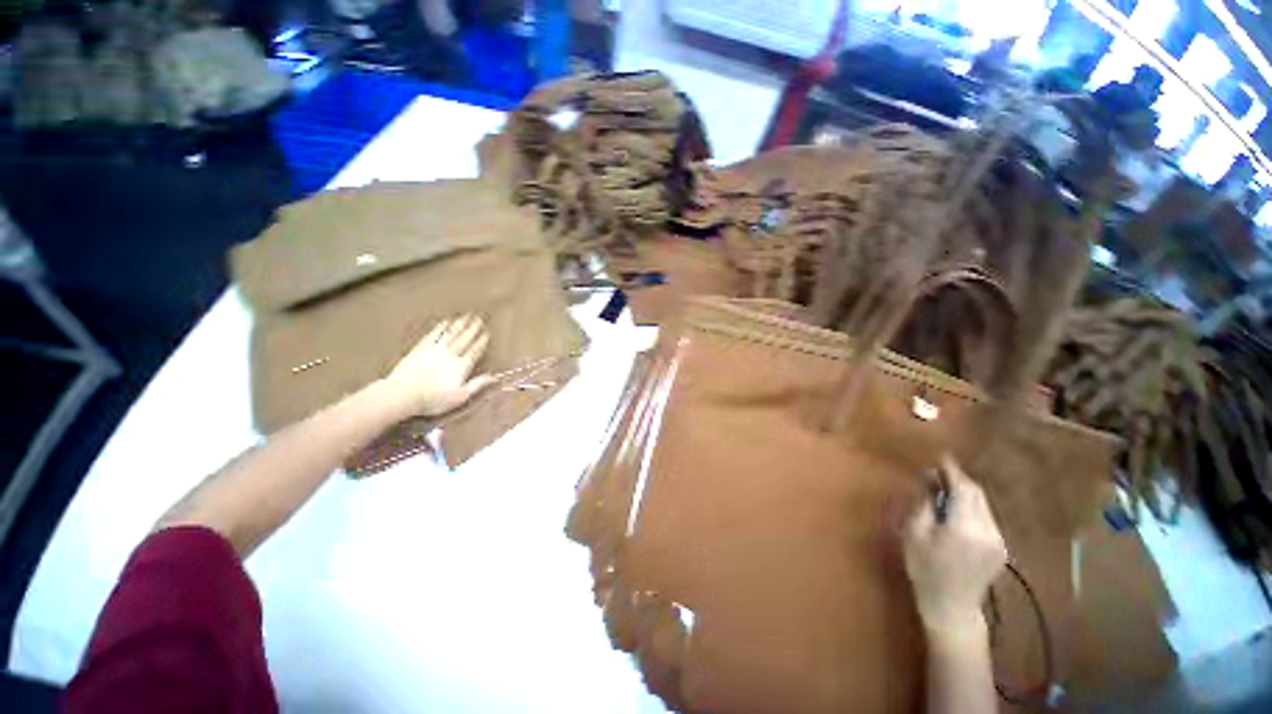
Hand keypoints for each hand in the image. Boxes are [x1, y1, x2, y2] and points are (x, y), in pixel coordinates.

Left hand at [382, 314, 493, 416]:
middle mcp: (450, 355)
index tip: (487, 333)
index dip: (481, 342)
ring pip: (450, 334)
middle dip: (472, 329)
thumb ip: (477, 385)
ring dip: (459, 325)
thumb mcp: (460, 397)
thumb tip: (494, 377)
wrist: (402, 395)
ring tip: (466, 316)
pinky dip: (440, 328)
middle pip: (464, 339)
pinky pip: (433, 335)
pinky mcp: (420, 349)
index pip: (474, 351)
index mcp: (461, 366)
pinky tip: (445, 322)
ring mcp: (434, 350)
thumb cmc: (433, 399)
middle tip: (479, 319)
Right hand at [903, 456, 1006, 640]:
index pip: (964, 489)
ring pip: (984, 505)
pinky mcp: (1000, 548)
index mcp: (965, 527)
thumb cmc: (925, 569)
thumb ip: (925, 505)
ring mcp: (998, 540)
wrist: (951, 607)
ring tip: (943, 492)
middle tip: (937, 473)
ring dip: (965, 494)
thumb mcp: (914, 534)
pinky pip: (986, 518)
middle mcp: (988, 531)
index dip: (952, 470)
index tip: (941, 456)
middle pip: (977, 494)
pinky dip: (971, 508)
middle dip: (958, 480)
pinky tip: (955, 513)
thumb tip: (929, 481)